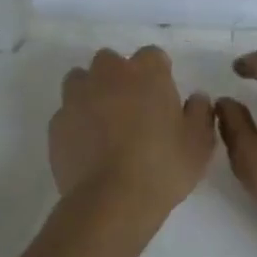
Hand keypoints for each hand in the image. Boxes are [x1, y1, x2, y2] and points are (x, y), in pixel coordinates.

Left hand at [49, 47, 216, 220]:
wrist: (111, 201)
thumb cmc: (163, 167)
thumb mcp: (199, 143)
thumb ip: (200, 112)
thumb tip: (196, 98)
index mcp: (146, 73)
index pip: (152, 55)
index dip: (158, 73)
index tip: (163, 96)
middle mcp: (108, 75)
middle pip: (110, 61)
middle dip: (119, 76)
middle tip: (132, 107)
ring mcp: (77, 97)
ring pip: (80, 80)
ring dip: (91, 92)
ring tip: (103, 122)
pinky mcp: (56, 123)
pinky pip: (66, 113)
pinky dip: (75, 122)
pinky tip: (87, 146)